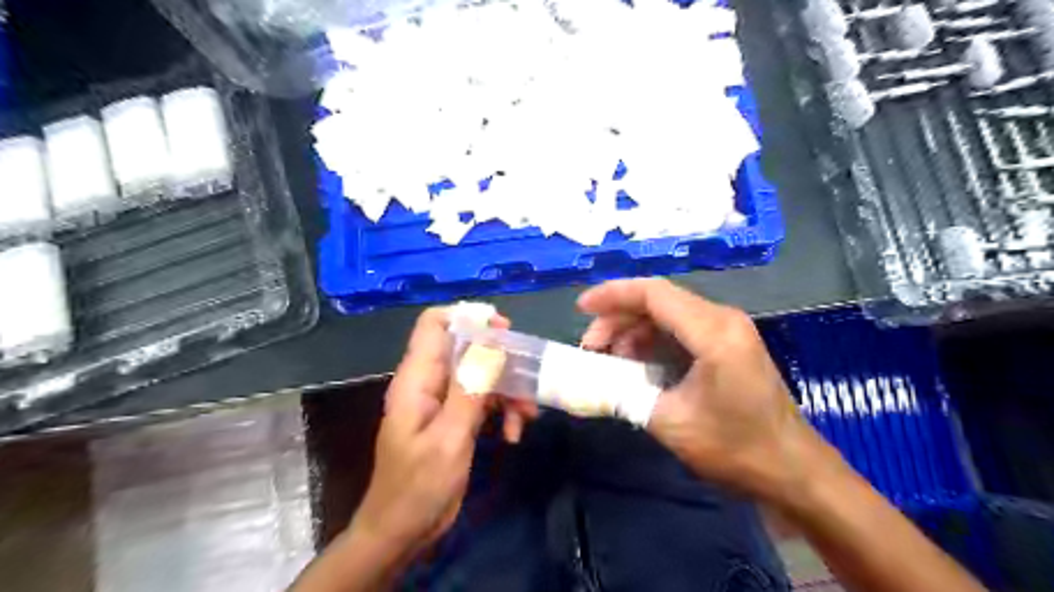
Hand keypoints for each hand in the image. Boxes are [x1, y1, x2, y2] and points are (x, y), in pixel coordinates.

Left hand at [350, 308, 535, 557]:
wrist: (402, 532)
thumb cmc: (417, 487)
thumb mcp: (448, 439)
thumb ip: (469, 389)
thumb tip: (491, 344)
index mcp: (417, 379)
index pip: (434, 324)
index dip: (467, 317)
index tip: (502, 330)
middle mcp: (429, 382)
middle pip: (466, 347)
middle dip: (499, 359)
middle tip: (526, 375)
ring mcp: (444, 401)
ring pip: (481, 374)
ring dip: (507, 390)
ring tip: (526, 417)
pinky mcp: (456, 418)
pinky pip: (483, 399)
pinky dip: (501, 410)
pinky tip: (513, 434)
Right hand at [575, 281, 830, 501]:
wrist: (792, 469)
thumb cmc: (735, 447)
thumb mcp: (670, 422)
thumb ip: (623, 395)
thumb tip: (589, 380)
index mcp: (713, 331)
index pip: (653, 294)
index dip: (612, 295)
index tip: (581, 308)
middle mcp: (722, 319)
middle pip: (658, 301)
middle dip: (617, 319)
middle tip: (591, 348)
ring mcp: (727, 330)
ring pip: (667, 314)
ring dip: (633, 331)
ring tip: (608, 360)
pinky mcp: (727, 344)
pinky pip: (680, 329)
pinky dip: (651, 341)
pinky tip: (634, 364)